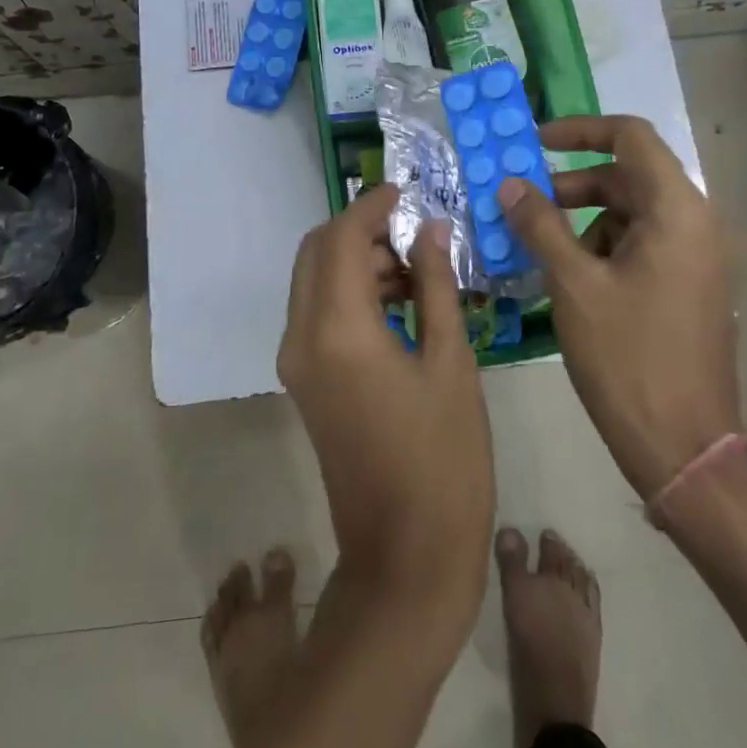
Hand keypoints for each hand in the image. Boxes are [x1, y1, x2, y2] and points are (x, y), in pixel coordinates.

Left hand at [279, 185, 494, 627]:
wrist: (406, 557)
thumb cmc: (444, 459)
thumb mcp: (450, 362)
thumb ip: (434, 285)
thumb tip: (430, 229)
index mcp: (337, 329)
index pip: (341, 238)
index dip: (371, 207)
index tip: (405, 191)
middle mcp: (301, 336)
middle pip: (315, 252)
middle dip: (359, 230)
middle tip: (414, 231)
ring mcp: (296, 361)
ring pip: (313, 280)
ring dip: (355, 260)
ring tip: (416, 267)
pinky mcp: (303, 380)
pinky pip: (317, 312)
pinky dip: (349, 292)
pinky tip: (398, 302)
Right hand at [498, 116, 739, 501]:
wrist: (683, 447)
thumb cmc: (627, 357)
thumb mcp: (573, 283)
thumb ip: (539, 224)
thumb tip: (509, 184)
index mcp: (678, 212)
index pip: (631, 138)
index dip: (580, 130)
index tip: (534, 143)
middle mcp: (698, 224)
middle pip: (629, 176)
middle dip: (572, 184)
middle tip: (523, 203)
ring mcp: (699, 258)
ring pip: (633, 213)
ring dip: (584, 219)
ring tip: (541, 250)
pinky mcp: (692, 286)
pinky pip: (643, 244)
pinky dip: (603, 246)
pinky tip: (569, 277)